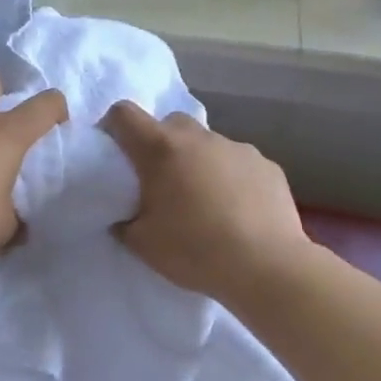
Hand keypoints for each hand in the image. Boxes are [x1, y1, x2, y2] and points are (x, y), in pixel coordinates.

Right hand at [101, 101, 308, 302]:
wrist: (267, 267)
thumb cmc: (194, 251)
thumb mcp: (142, 244)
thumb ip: (125, 222)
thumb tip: (125, 217)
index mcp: (160, 149)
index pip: (124, 114)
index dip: (113, 126)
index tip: (115, 152)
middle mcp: (198, 138)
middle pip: (169, 124)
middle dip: (160, 145)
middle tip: (161, 182)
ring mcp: (237, 148)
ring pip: (206, 144)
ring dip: (197, 162)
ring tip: (204, 201)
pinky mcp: (267, 165)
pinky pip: (237, 163)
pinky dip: (230, 178)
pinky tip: (236, 211)